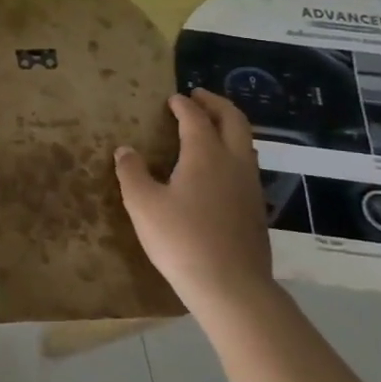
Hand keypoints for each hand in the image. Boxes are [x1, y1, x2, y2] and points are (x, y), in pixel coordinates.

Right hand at [115, 89, 274, 314]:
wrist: (230, 285)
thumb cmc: (180, 238)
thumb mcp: (142, 204)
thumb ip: (132, 173)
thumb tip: (125, 150)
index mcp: (205, 155)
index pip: (195, 119)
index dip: (183, 105)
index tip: (172, 98)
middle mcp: (233, 163)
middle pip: (234, 121)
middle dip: (216, 104)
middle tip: (198, 97)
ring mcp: (249, 186)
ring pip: (246, 143)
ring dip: (229, 126)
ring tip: (210, 126)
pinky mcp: (255, 208)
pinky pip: (246, 165)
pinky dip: (233, 151)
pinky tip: (218, 168)